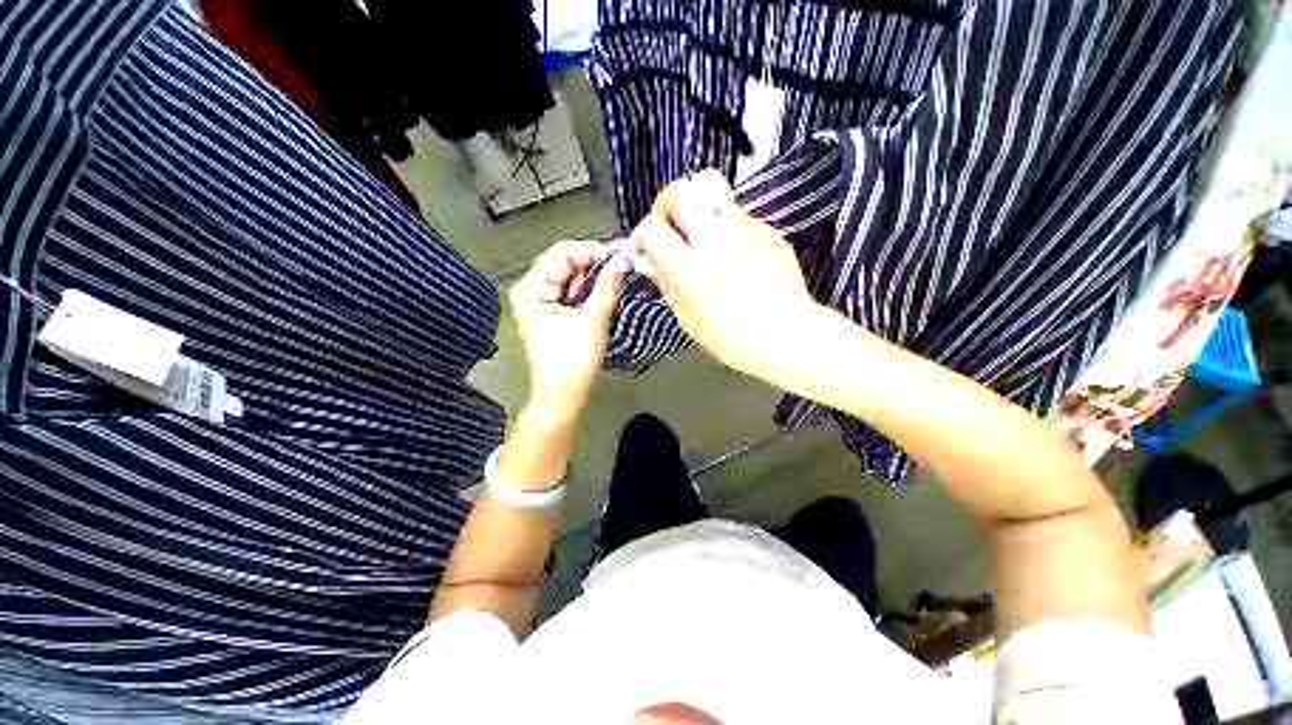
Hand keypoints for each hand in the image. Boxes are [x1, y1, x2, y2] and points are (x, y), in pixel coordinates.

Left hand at [509, 240, 628, 414]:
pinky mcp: (550, 312)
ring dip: (593, 278)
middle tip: (622, 269)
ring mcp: (539, 301)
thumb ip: (608, 285)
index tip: (620, 258)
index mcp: (531, 288)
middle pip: (565, 262)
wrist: (563, 395)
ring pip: (570, 276)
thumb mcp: (593, 319)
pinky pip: (571, 291)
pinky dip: (588, 291)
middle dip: (594, 265)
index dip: (593, 251)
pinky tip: (603, 296)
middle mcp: (530, 289)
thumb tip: (624, 259)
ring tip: (616, 284)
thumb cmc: (572, 360)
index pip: (563, 253)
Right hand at [631, 170, 818, 380]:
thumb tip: (648, 261)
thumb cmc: (732, 338)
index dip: (643, 234)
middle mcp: (715, 239)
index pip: (652, 228)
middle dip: (667, 202)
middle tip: (671, 225)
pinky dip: (728, 227)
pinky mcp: (767, 228)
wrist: (787, 334)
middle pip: (681, 190)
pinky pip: (738, 213)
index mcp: (690, 269)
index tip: (646, 246)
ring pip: (713, 189)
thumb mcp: (688, 319)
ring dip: (699, 206)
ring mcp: (745, 228)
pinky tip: (736, 254)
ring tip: (703, 232)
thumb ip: (666, 283)